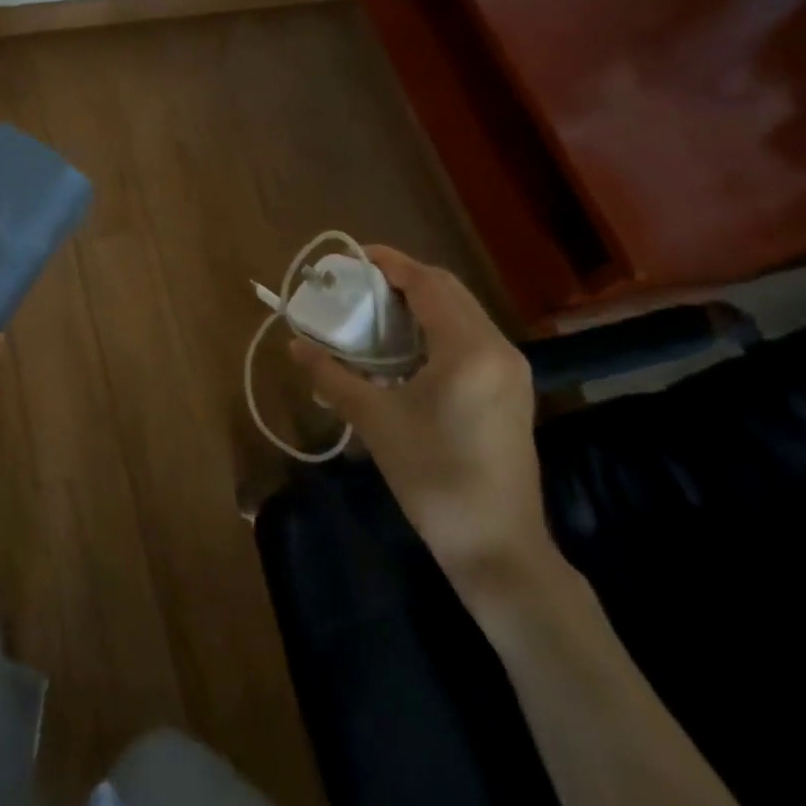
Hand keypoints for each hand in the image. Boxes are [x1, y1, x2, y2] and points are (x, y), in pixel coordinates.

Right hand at [289, 248, 552, 599]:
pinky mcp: (511, 390)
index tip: (352, 258)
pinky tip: (405, 349)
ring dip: (420, 303)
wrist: (497, 547)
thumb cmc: (433, 478)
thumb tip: (294, 345)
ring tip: (375, 313)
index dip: (389, 263)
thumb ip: (332, 376)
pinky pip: (470, 337)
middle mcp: (497, 349)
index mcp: (468, 349)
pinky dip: (436, 328)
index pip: (428, 283)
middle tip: (358, 286)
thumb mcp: (375, 421)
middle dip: (403, 279)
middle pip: (448, 290)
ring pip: (462, 313)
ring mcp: (511, 370)